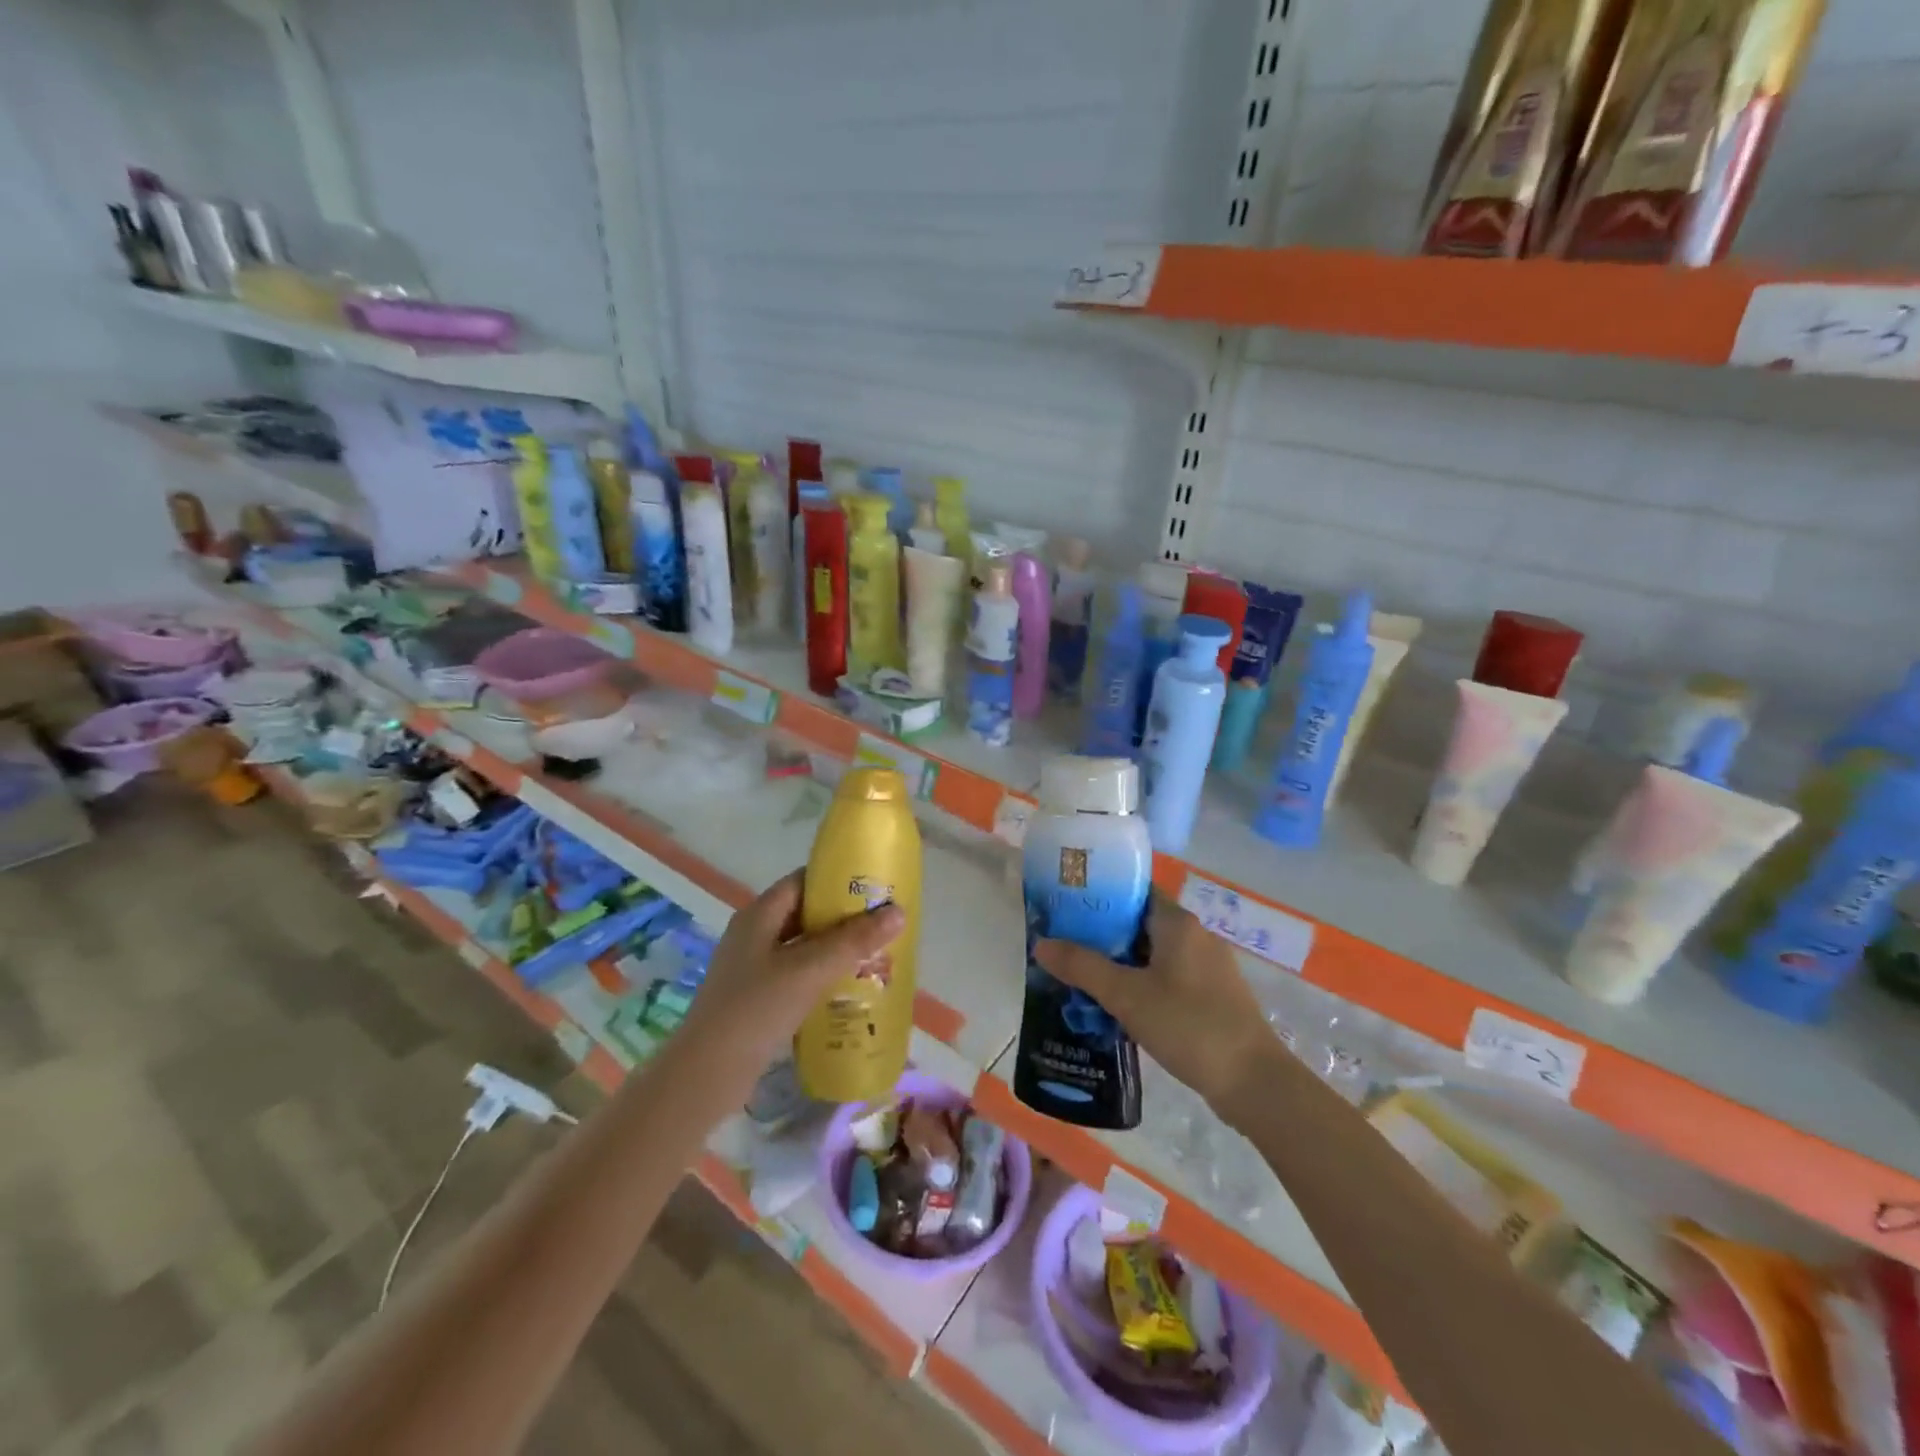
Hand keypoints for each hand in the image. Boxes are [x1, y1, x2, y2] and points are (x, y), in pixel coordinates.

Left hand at [678, 870, 904, 1072]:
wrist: (706, 1075)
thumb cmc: (756, 1010)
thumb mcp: (809, 970)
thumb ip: (854, 941)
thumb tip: (898, 912)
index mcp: (759, 916)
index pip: (803, 881)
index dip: (838, 880)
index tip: (875, 887)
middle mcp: (754, 935)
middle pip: (805, 914)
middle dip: (844, 918)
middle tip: (884, 924)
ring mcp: (753, 968)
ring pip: (803, 947)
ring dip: (836, 949)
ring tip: (876, 955)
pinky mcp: (757, 998)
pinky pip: (797, 975)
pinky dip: (823, 976)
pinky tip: (849, 989)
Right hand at [1035, 895, 1281, 1118]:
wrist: (1254, 1083)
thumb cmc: (1189, 1025)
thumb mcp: (1127, 995)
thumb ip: (1082, 967)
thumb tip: (1040, 944)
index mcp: (1177, 923)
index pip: (1133, 891)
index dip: (1100, 894)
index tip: (1066, 906)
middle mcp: (1195, 936)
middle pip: (1139, 923)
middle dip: (1102, 934)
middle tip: (1065, 946)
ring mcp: (1207, 968)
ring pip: (1153, 954)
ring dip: (1120, 963)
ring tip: (1082, 977)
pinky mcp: (1212, 996)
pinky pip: (1167, 978)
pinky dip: (1141, 984)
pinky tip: (1118, 1006)